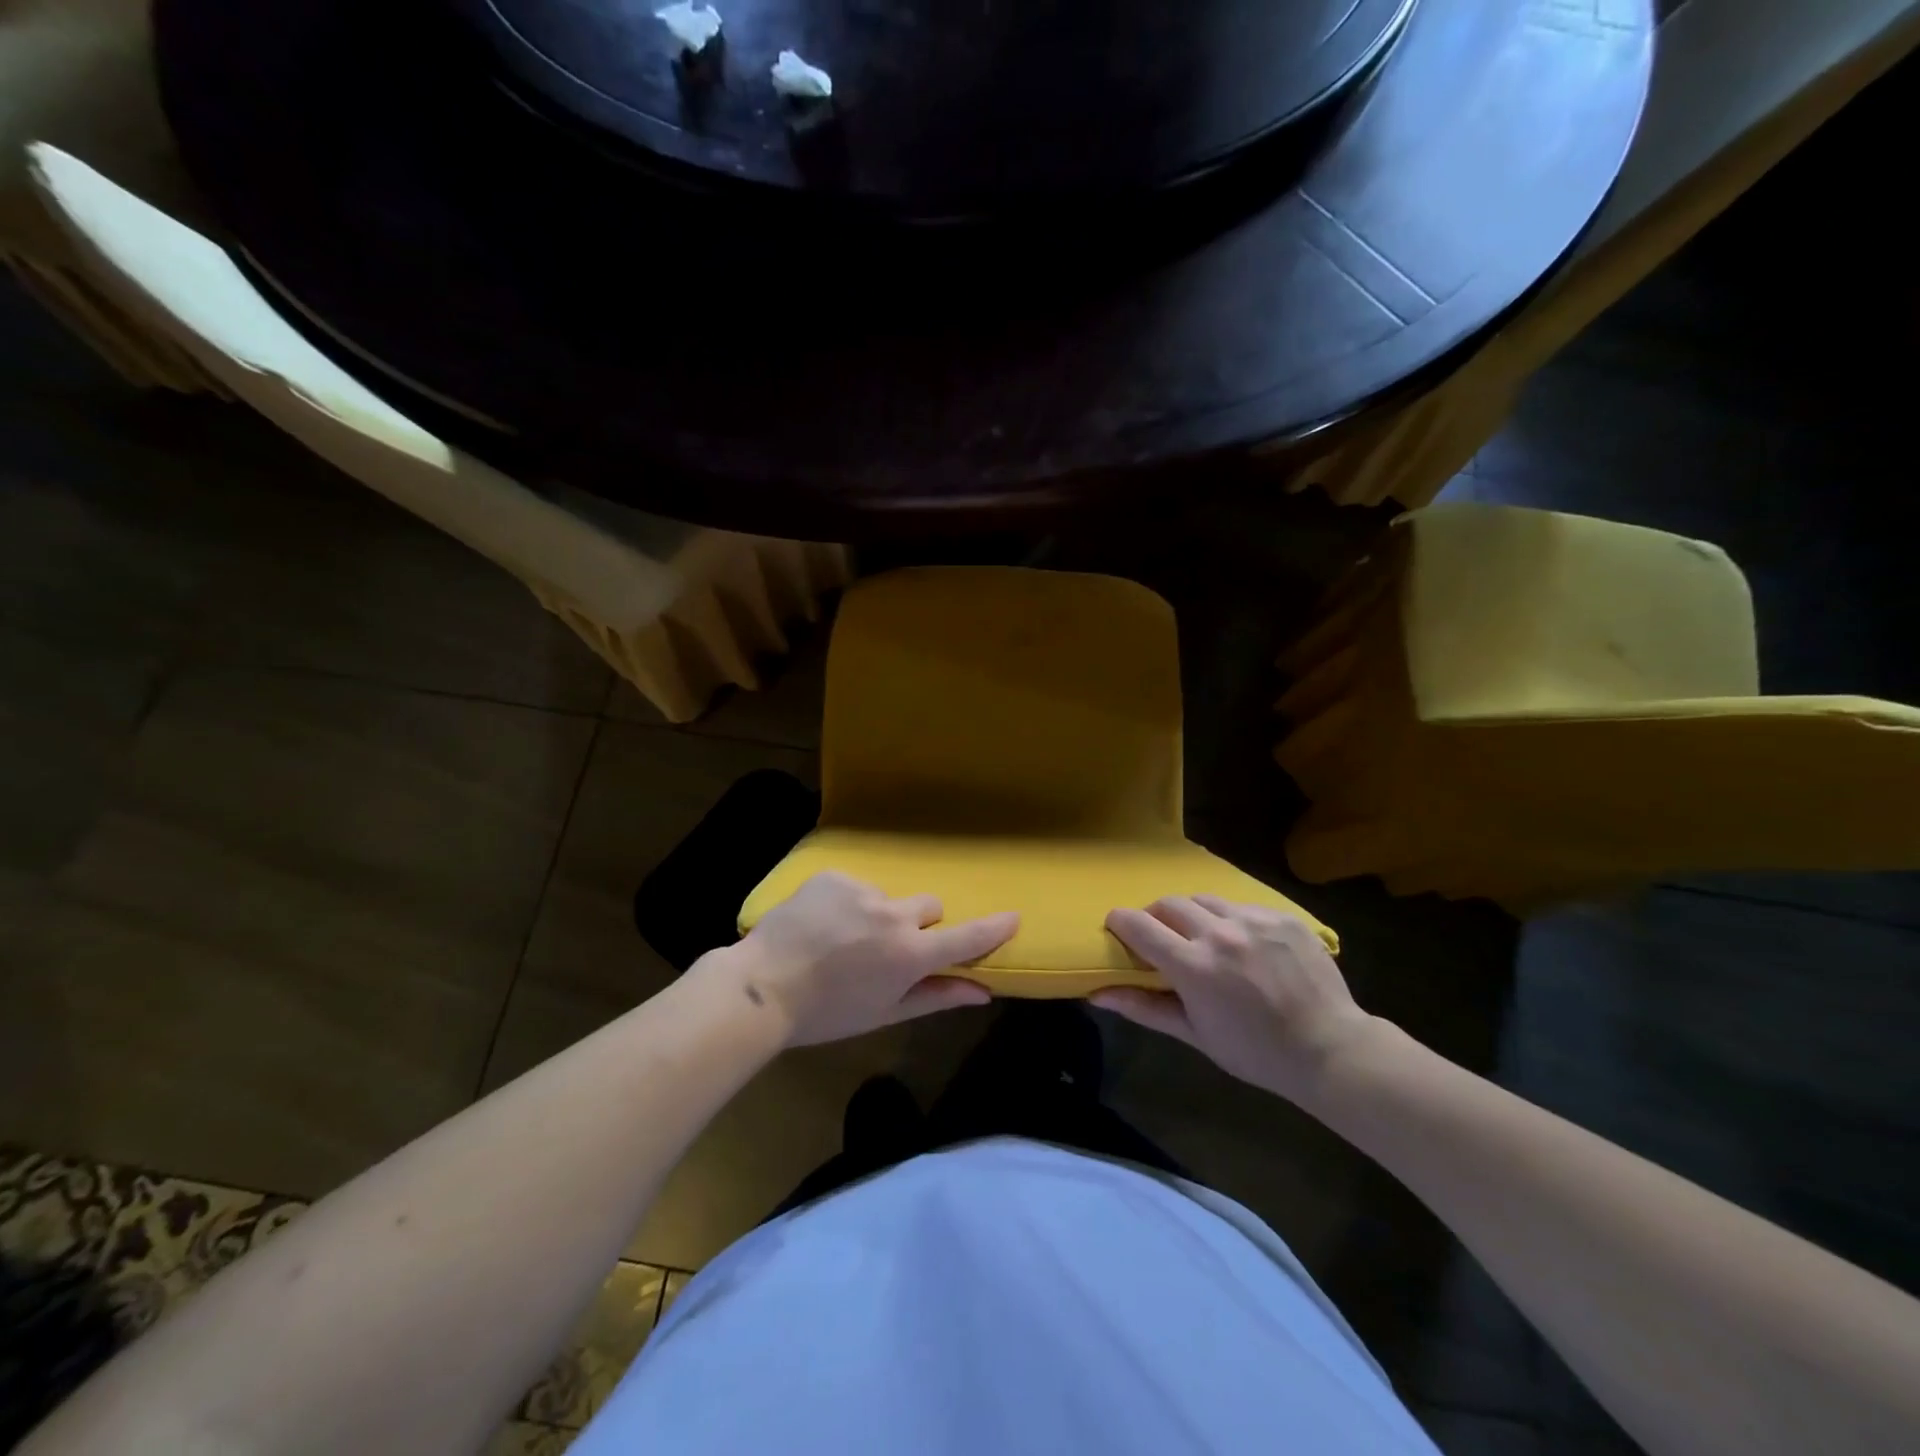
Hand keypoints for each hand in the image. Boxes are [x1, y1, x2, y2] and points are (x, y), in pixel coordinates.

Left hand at [710, 873, 1017, 1046]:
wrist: (761, 987)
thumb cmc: (827, 1013)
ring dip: (877, 914)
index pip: (965, 937)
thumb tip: (983, 992)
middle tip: (886, 951)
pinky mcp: (834, 876)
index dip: (992, 928)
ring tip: (840, 940)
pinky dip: (846, 902)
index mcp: (909, 954)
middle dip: (918, 925)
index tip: (1013, 917)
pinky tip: (820, 924)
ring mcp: (862, 890)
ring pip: (888, 896)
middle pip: (928, 907)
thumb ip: (936, 996)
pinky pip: (855, 886)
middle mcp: (893, 914)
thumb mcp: (884, 1013)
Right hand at [1094, 895, 1379, 1101]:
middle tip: (1162, 939)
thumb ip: (1144, 1007)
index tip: (1117, 930)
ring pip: (1204, 899)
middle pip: (1168, 903)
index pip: (1138, 924)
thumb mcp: (1194, 1033)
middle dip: (1155, 917)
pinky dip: (1231, 920)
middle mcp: (1219, 933)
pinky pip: (1241, 905)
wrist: (1329, 1049)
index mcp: (1193, 966)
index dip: (1120, 922)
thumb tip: (1096, 995)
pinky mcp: (1281, 916)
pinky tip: (1243, 945)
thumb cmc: (1254, 1051)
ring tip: (1203, 938)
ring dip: (1192, 914)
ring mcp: (1253, 920)